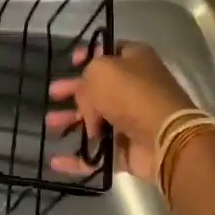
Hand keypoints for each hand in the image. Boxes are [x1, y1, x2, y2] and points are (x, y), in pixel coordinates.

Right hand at [45, 40, 195, 178]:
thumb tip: (88, 109)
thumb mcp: (100, 72)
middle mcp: (134, 88)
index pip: (108, 53)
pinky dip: (77, 158)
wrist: (164, 137)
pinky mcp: (128, 149)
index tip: (69, 61)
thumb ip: (84, 83)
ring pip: (95, 120)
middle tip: (52, 94)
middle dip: (74, 91)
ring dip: (71, 121)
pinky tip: (56, 161)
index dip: (88, 56)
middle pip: (98, 88)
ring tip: (50, 125)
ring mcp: (131, 120)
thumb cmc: (132, 93)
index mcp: (134, 60)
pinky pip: (97, 153)